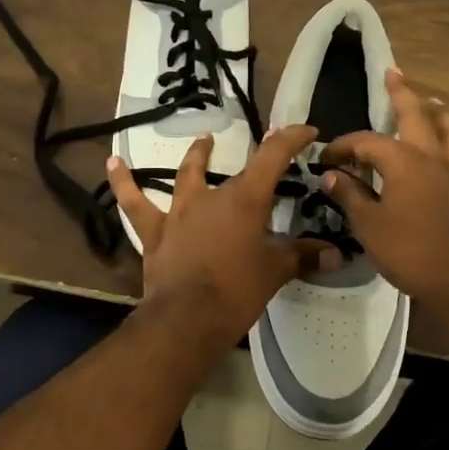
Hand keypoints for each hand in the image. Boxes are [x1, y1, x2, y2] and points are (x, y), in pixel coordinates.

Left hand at [108, 125, 339, 346]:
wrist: (186, 319)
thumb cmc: (237, 290)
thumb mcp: (275, 271)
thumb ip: (304, 257)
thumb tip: (337, 255)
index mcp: (245, 199)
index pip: (272, 156)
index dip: (291, 138)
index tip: (307, 130)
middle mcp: (211, 197)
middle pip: (238, 171)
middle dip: (258, 161)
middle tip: (272, 155)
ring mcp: (179, 212)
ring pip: (187, 176)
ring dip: (196, 157)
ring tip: (202, 141)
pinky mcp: (155, 233)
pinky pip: (135, 204)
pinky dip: (123, 183)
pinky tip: (112, 162)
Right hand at [319, 69, 448, 317]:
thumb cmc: (412, 251)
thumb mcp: (370, 226)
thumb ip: (350, 196)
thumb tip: (331, 174)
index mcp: (404, 161)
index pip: (367, 141)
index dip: (344, 145)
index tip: (327, 158)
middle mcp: (433, 157)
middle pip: (416, 115)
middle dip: (402, 93)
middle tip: (393, 75)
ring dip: (437, 113)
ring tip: (432, 102)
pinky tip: (448, 156)